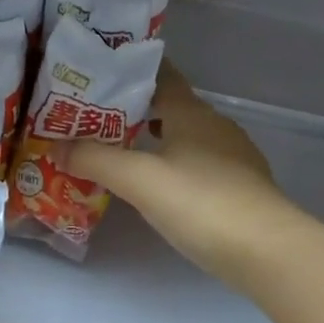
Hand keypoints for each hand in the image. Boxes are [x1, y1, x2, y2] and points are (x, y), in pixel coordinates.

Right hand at [69, 62, 297, 291]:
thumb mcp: (139, 180)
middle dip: (136, 109)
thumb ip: (95, 160)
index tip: (99, 73)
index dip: (131, 71)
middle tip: (95, 118)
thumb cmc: (201, 203)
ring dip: (155, 139)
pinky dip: (173, 165)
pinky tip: (158, 185)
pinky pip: (197, 164)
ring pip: (185, 137)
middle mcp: (215, 127)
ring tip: (119, 151)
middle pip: (172, 107)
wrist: (267, 251)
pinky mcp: (239, 187)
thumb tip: (56, 146)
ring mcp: (232, 157)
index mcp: (192, 113)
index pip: (161, 76)